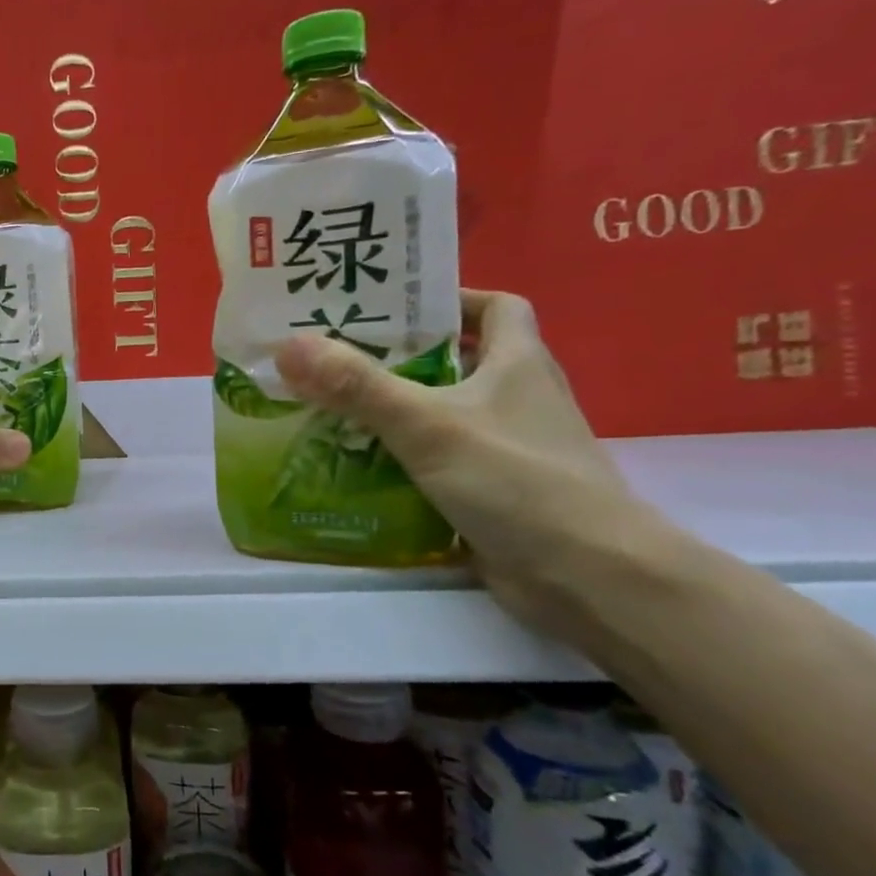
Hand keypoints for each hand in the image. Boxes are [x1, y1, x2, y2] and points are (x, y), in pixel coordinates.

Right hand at [275, 290, 656, 632]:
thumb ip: (358, 386)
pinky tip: (356, 468)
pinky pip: (437, 463)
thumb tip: (288, 345)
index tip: (392, 308)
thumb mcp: (428, 424)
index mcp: (518, 363)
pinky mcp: (493, 493)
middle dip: (399, 359)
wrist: (587, 577)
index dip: (450, 299)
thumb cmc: (516, 480)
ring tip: (330, 409)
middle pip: (458, 362)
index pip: (495, 307)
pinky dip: (401, 461)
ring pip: (443, 416)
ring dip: (394, 412)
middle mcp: (517, 399)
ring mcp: (507, 449)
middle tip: (335, 357)